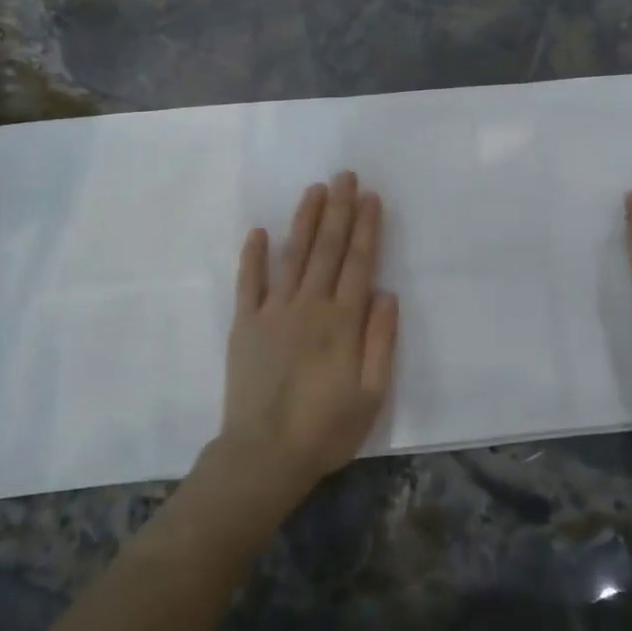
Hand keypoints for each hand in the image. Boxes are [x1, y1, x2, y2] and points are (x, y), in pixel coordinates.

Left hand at [216, 171, 398, 503]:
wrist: (263, 455)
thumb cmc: (325, 429)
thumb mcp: (371, 394)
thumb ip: (381, 341)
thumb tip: (386, 294)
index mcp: (342, 322)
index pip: (358, 263)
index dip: (366, 227)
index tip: (371, 197)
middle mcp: (309, 306)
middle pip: (327, 249)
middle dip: (339, 210)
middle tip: (345, 176)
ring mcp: (273, 312)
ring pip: (293, 255)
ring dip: (305, 221)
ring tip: (315, 190)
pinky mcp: (245, 324)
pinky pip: (249, 282)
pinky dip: (254, 256)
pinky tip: (259, 231)